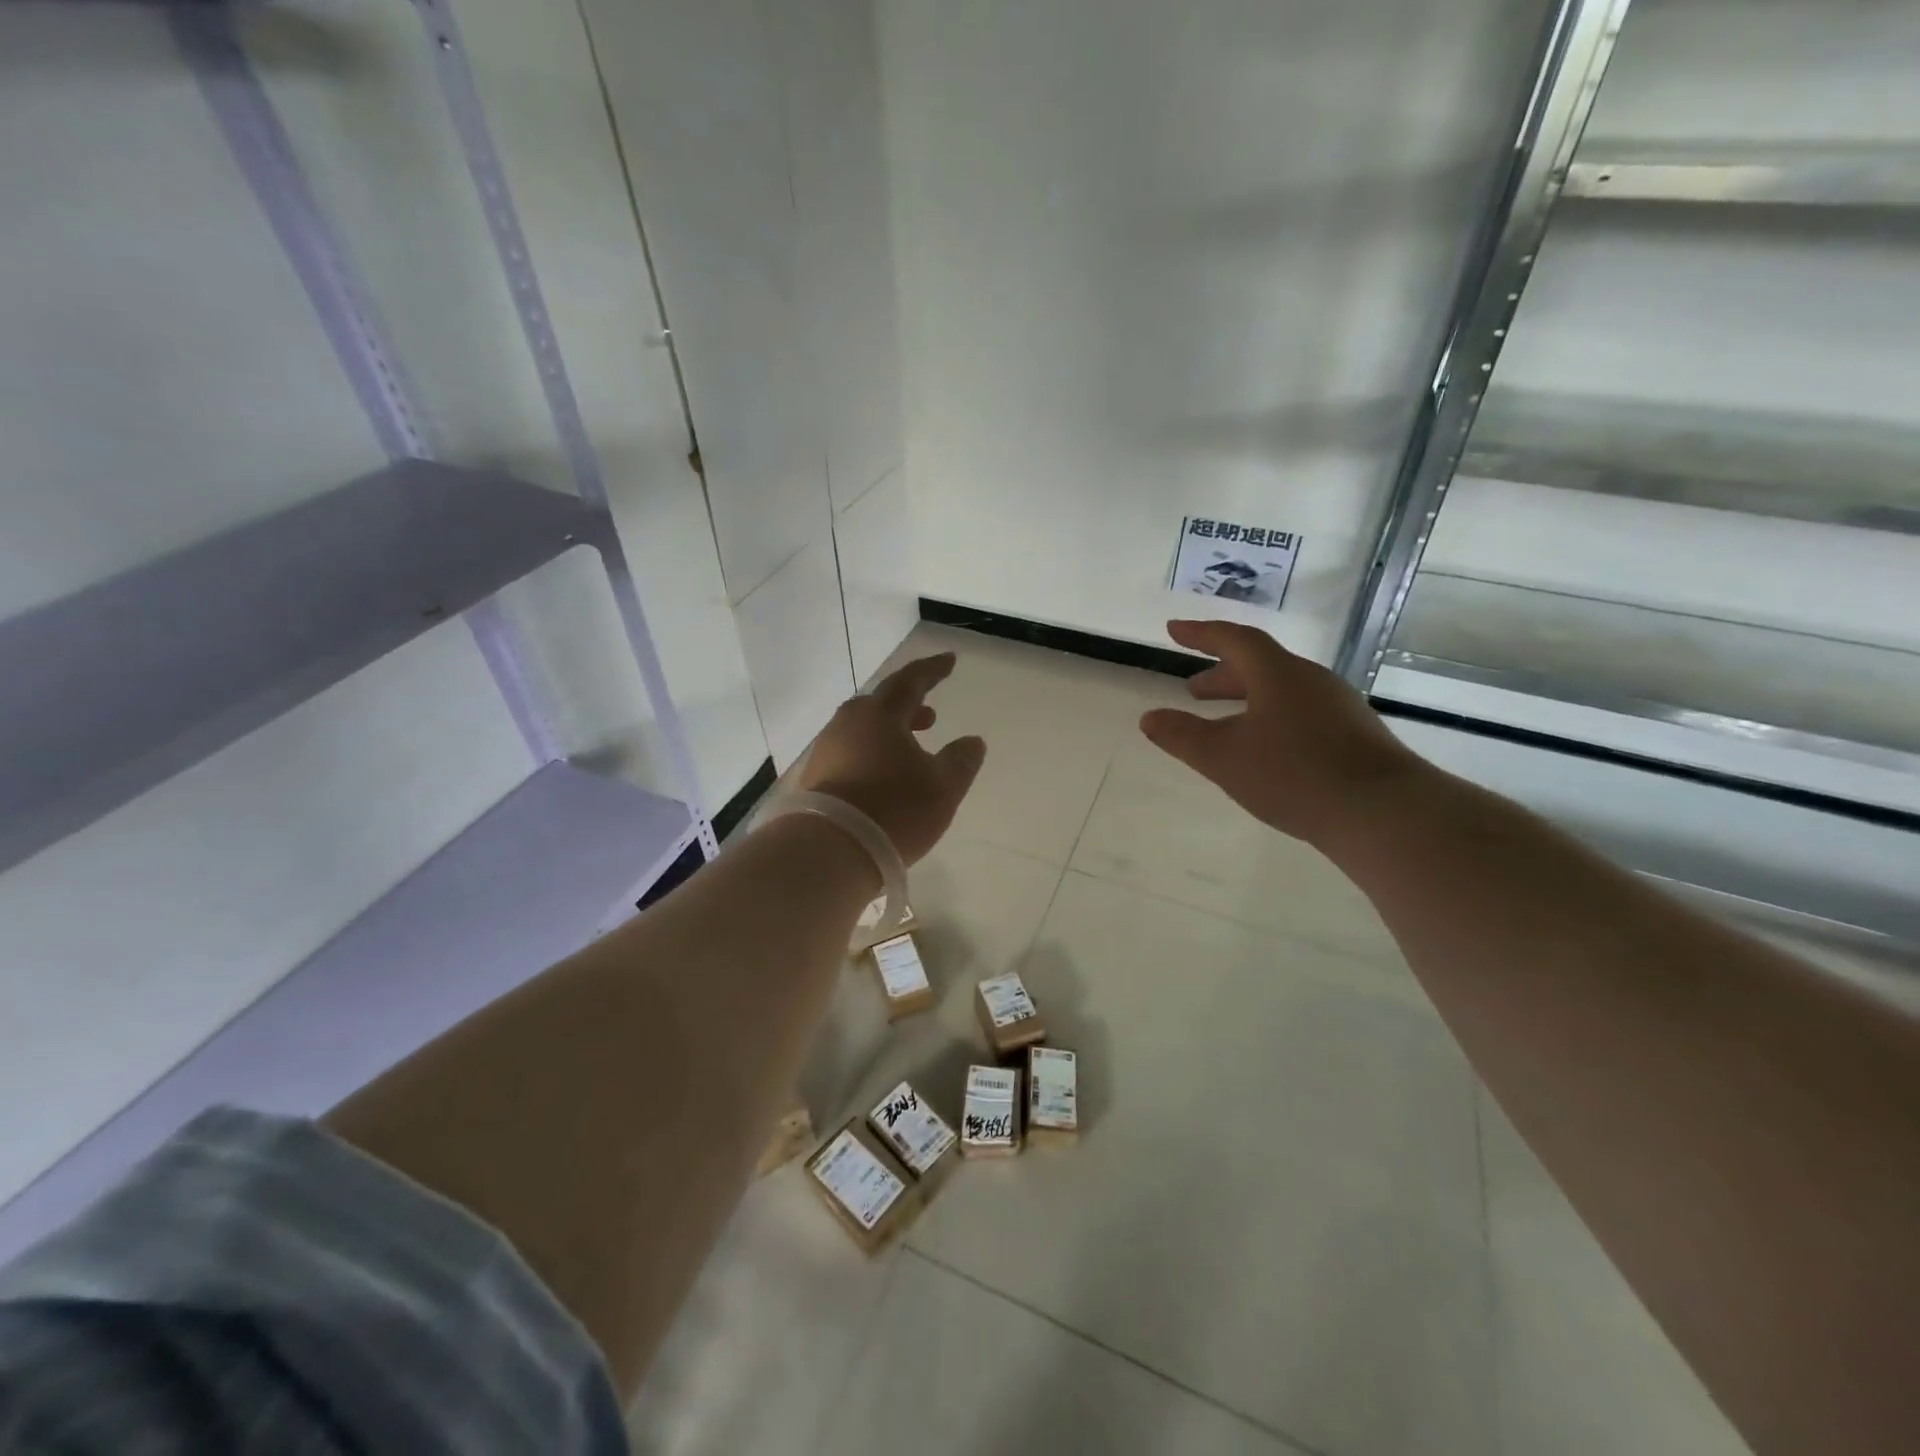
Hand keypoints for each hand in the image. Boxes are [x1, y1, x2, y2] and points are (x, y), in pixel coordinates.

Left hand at [800, 653, 986, 864]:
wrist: (830, 850)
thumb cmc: (894, 810)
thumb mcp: (943, 787)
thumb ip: (961, 760)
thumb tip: (972, 741)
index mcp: (880, 714)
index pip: (911, 681)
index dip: (933, 670)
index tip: (950, 660)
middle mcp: (848, 724)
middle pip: (882, 703)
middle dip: (909, 705)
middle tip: (931, 715)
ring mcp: (827, 750)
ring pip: (864, 729)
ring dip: (890, 732)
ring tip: (912, 749)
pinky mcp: (815, 777)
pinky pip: (851, 752)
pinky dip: (873, 753)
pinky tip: (884, 776)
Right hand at [1139, 620, 1423, 849]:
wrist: (1383, 812)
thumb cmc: (1294, 775)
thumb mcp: (1224, 758)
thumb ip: (1182, 736)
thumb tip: (1149, 718)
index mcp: (1279, 674)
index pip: (1235, 640)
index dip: (1201, 633)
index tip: (1173, 631)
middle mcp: (1311, 681)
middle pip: (1261, 665)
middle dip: (1222, 674)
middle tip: (1193, 690)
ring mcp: (1338, 708)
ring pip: (1282, 691)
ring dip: (1247, 698)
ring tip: (1224, 722)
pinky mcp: (1354, 735)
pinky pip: (1301, 712)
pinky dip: (1271, 718)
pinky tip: (1266, 750)